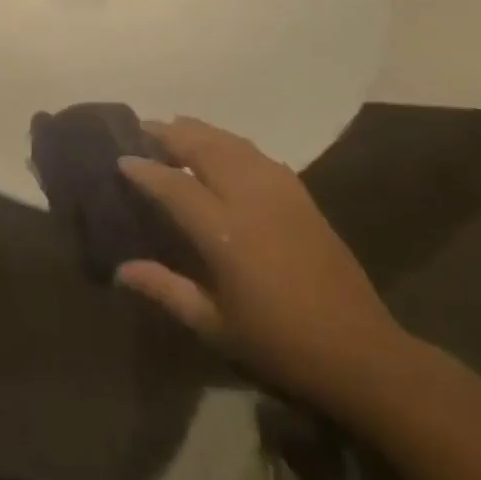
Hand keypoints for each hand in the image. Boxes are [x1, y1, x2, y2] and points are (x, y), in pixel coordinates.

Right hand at [117, 117, 402, 403]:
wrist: (359, 350)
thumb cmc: (280, 345)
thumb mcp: (215, 326)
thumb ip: (166, 290)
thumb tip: (121, 269)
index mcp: (224, 232)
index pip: (173, 185)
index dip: (144, 169)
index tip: (121, 159)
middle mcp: (248, 197)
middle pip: (201, 146)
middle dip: (169, 133)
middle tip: (143, 128)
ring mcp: (278, 189)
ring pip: (229, 141)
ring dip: (198, 130)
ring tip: (175, 129)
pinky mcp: (299, 192)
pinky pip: (255, 152)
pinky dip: (229, 141)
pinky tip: (221, 148)